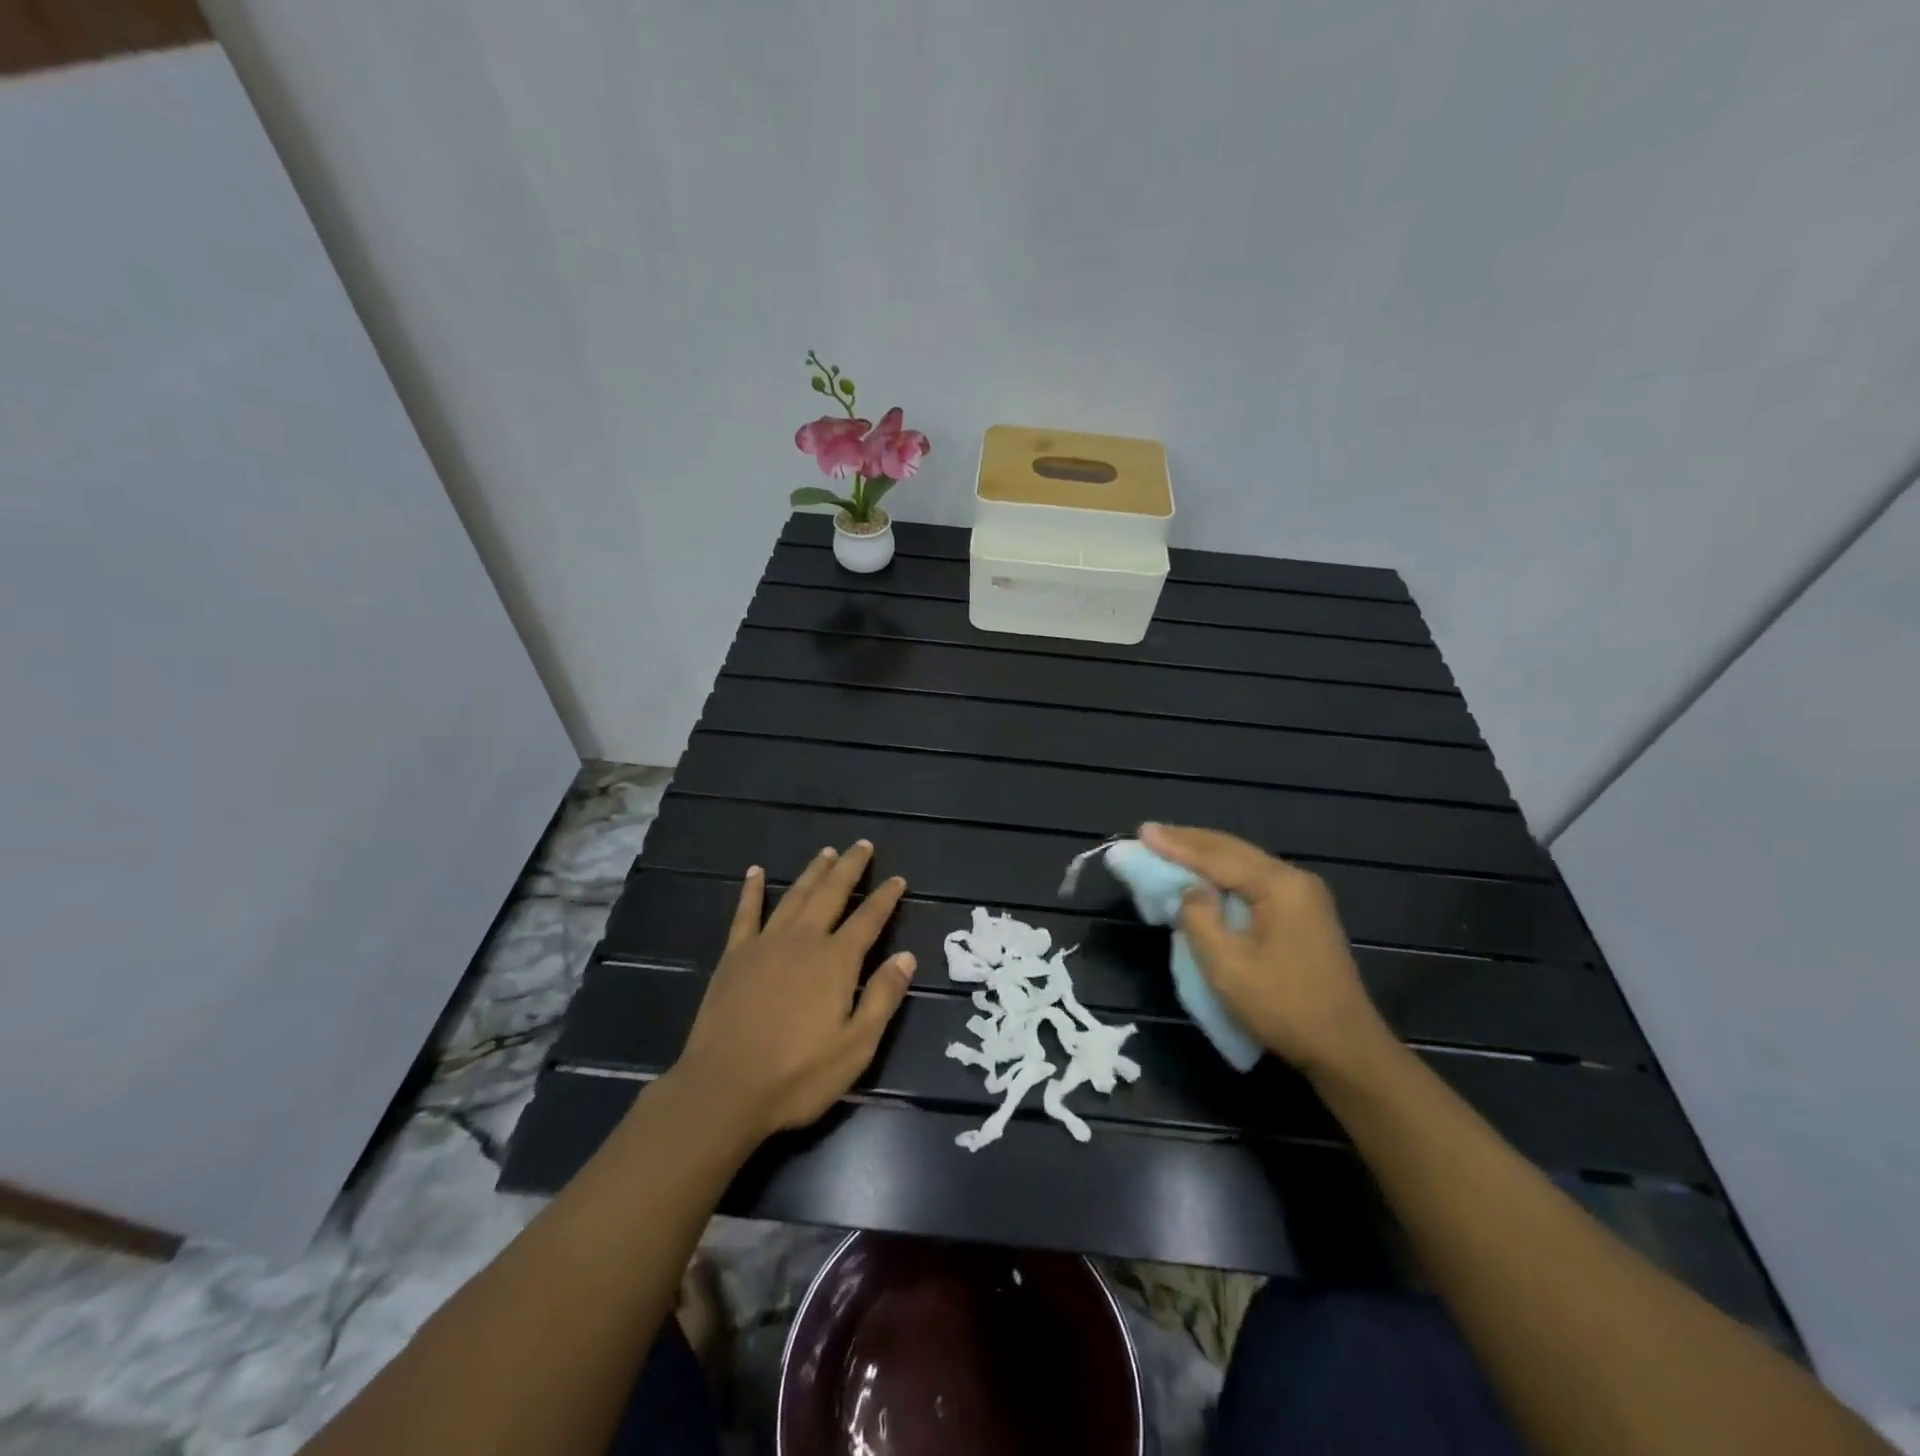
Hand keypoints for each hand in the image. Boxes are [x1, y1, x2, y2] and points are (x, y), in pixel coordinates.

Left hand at [666, 841, 914, 1141]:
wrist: (724, 1088)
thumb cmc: (798, 1074)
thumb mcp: (856, 1046)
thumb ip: (883, 997)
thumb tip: (907, 956)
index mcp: (836, 961)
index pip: (869, 919)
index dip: (885, 897)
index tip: (898, 879)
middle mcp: (803, 940)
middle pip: (831, 893)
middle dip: (850, 868)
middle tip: (862, 845)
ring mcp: (765, 944)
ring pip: (795, 895)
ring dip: (813, 871)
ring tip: (826, 852)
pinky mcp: (735, 956)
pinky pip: (746, 913)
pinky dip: (753, 890)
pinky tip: (756, 873)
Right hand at [1140, 823, 1392, 1082]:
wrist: (1344, 1049)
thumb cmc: (1283, 1006)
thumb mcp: (1227, 965)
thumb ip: (1199, 918)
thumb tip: (1190, 890)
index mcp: (1280, 886)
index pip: (1217, 856)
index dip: (1176, 844)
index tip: (1142, 832)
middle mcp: (1294, 880)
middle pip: (1232, 850)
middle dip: (1188, 841)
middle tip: (1149, 834)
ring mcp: (1302, 896)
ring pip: (1243, 863)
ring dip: (1204, 855)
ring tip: (1168, 846)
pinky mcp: (1301, 914)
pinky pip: (1253, 880)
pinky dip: (1222, 873)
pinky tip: (1203, 874)